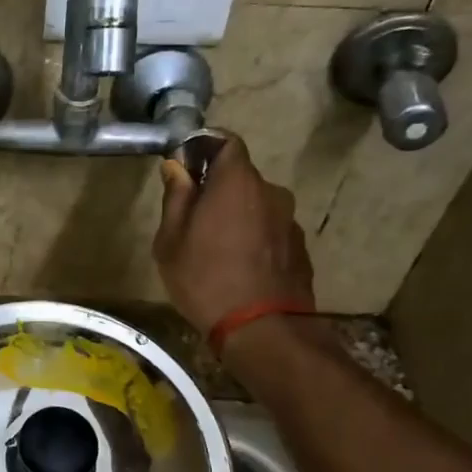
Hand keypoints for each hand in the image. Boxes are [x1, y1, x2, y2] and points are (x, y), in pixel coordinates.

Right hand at [153, 133, 315, 340]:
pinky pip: (270, 231)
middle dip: (218, 190)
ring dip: (237, 217)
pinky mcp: (299, 248)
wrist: (261, 329)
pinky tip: (239, 267)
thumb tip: (177, 167)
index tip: (186, 168)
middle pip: (241, 177)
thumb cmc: (205, 279)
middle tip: (193, 220)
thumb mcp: (171, 241)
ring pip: (257, 206)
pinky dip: (255, 239)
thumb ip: (176, 198)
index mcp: (237, 182)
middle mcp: (271, 191)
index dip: (204, 148)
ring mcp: (290, 220)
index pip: (226, 141)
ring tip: (217, 249)